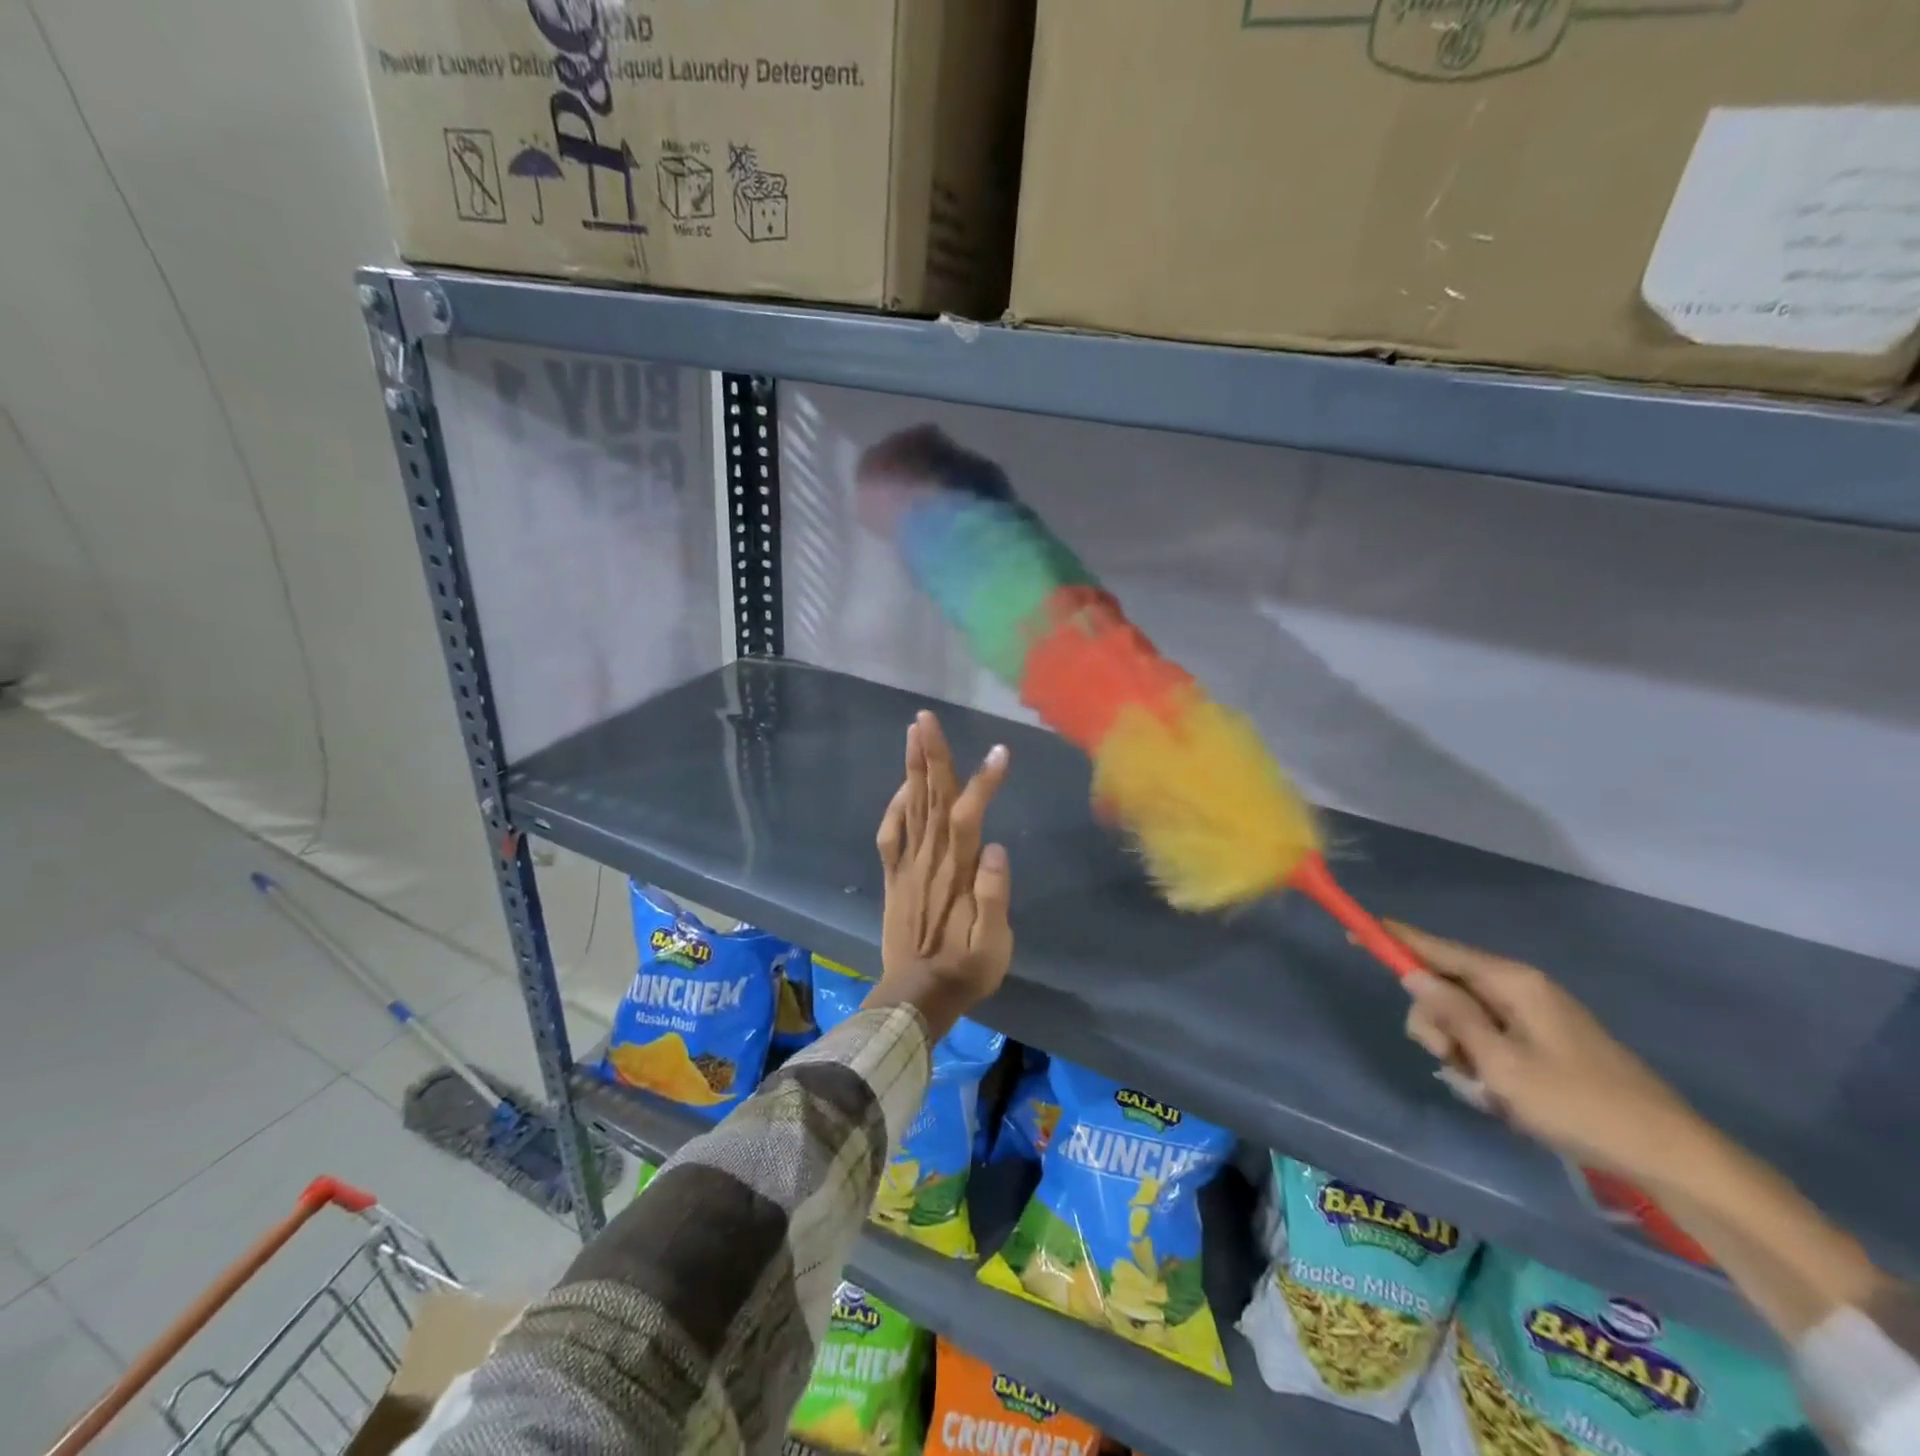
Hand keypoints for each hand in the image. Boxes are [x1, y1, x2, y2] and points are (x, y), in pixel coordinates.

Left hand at [864, 711, 1012, 1041]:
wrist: (915, 998)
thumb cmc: (964, 972)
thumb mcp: (994, 946)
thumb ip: (994, 898)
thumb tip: (996, 849)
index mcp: (957, 872)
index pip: (969, 816)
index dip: (984, 783)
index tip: (1000, 752)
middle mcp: (929, 860)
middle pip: (932, 799)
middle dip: (932, 756)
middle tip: (926, 718)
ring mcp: (907, 867)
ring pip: (910, 808)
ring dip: (912, 769)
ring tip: (913, 734)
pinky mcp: (892, 878)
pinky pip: (889, 836)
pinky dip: (893, 808)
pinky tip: (901, 788)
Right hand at [1388, 922, 1701, 1181]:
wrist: (1671, 1155)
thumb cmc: (1579, 1105)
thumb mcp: (1502, 1064)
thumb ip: (1452, 1016)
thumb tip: (1412, 975)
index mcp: (1511, 982)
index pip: (1437, 949)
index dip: (1394, 940)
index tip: (1356, 932)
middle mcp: (1519, 988)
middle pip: (1445, 988)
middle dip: (1435, 1024)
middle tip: (1450, 1062)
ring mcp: (1533, 1016)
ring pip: (1463, 1019)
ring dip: (1460, 1053)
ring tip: (1486, 1092)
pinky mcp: (1542, 1043)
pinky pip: (1488, 1040)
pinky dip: (1483, 1066)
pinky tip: (1500, 1098)